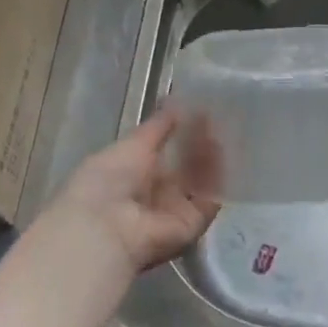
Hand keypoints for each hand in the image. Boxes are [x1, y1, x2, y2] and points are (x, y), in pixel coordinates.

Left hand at [40, 106, 220, 278]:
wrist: (104, 227)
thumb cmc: (108, 180)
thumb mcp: (132, 144)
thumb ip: (158, 126)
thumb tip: (176, 99)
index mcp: (133, 175)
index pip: (164, 152)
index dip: (182, 133)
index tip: (199, 111)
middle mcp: (155, 194)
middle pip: (185, 168)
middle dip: (199, 145)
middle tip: (217, 118)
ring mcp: (175, 211)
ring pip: (200, 182)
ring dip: (210, 157)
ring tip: (222, 130)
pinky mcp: (193, 225)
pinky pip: (210, 199)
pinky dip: (217, 178)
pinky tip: (223, 152)